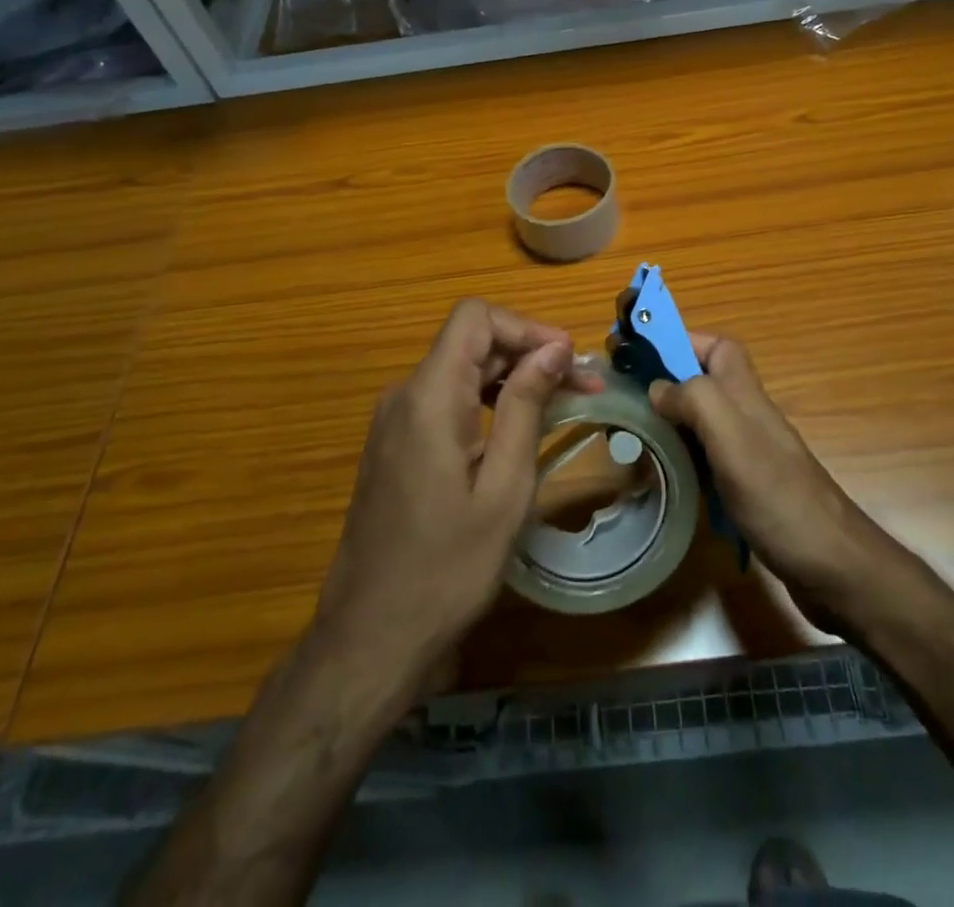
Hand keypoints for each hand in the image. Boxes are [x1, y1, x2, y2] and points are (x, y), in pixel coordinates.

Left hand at [311, 300, 602, 686]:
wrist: (370, 636)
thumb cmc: (447, 567)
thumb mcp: (503, 488)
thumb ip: (526, 407)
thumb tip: (555, 348)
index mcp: (430, 396)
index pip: (476, 317)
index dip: (526, 327)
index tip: (568, 362)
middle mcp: (404, 395)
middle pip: (471, 341)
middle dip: (529, 353)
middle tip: (582, 388)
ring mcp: (394, 420)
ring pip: (460, 370)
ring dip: (512, 378)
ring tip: (561, 406)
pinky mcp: (394, 444)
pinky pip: (446, 400)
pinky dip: (486, 402)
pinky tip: (517, 431)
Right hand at [648, 334, 891, 615]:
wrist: (832, 566)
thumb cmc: (779, 497)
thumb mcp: (732, 439)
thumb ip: (695, 400)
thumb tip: (657, 388)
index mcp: (745, 395)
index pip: (718, 346)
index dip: (682, 340)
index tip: (640, 353)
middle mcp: (746, 416)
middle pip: (704, 381)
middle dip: (666, 380)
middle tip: (624, 397)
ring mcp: (748, 452)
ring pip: (701, 420)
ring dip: (670, 419)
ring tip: (631, 432)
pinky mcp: (746, 486)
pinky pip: (706, 457)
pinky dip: (683, 457)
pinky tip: (664, 473)